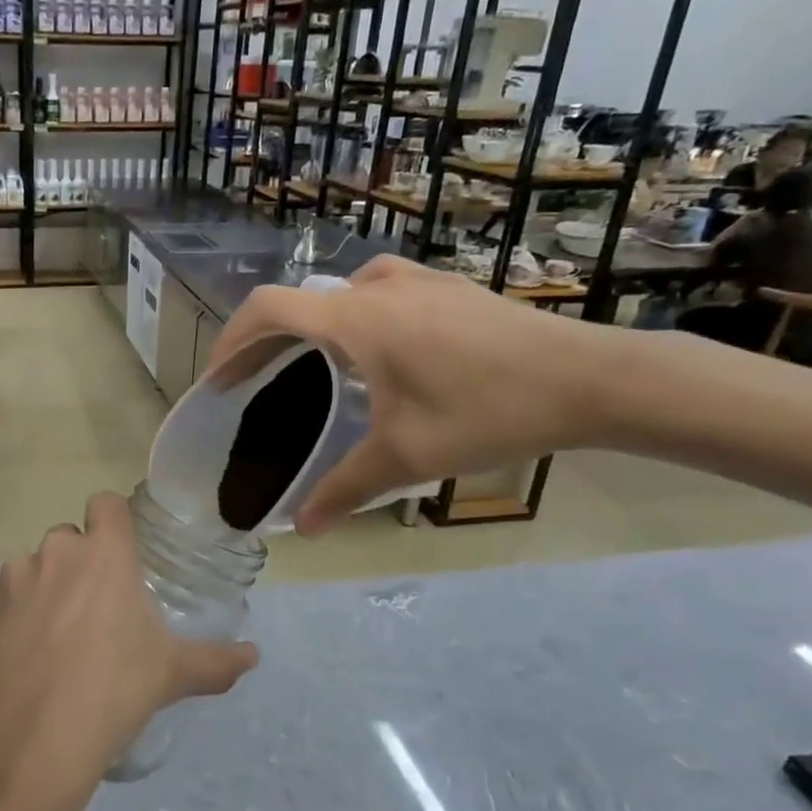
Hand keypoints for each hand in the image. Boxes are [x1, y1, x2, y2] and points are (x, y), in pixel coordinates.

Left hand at [0, 491, 257, 810]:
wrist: (32, 739)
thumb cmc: (113, 692)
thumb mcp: (171, 675)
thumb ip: (216, 661)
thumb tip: (254, 656)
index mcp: (104, 555)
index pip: (106, 503)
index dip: (113, 521)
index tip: (122, 552)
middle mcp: (55, 552)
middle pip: (68, 538)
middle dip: (79, 563)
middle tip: (94, 610)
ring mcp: (12, 577)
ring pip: (31, 567)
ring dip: (42, 588)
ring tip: (53, 639)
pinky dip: (10, 614)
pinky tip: (20, 654)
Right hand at [203, 256, 612, 533]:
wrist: (593, 377)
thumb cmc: (489, 411)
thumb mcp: (407, 457)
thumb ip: (345, 489)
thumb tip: (304, 529)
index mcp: (355, 320)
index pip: (268, 310)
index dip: (232, 340)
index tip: (219, 378)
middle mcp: (377, 288)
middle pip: (298, 302)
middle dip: (264, 339)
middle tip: (250, 378)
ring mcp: (417, 281)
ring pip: (339, 292)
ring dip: (310, 322)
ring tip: (308, 362)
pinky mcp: (448, 288)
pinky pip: (377, 291)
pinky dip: (350, 315)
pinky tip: (376, 350)